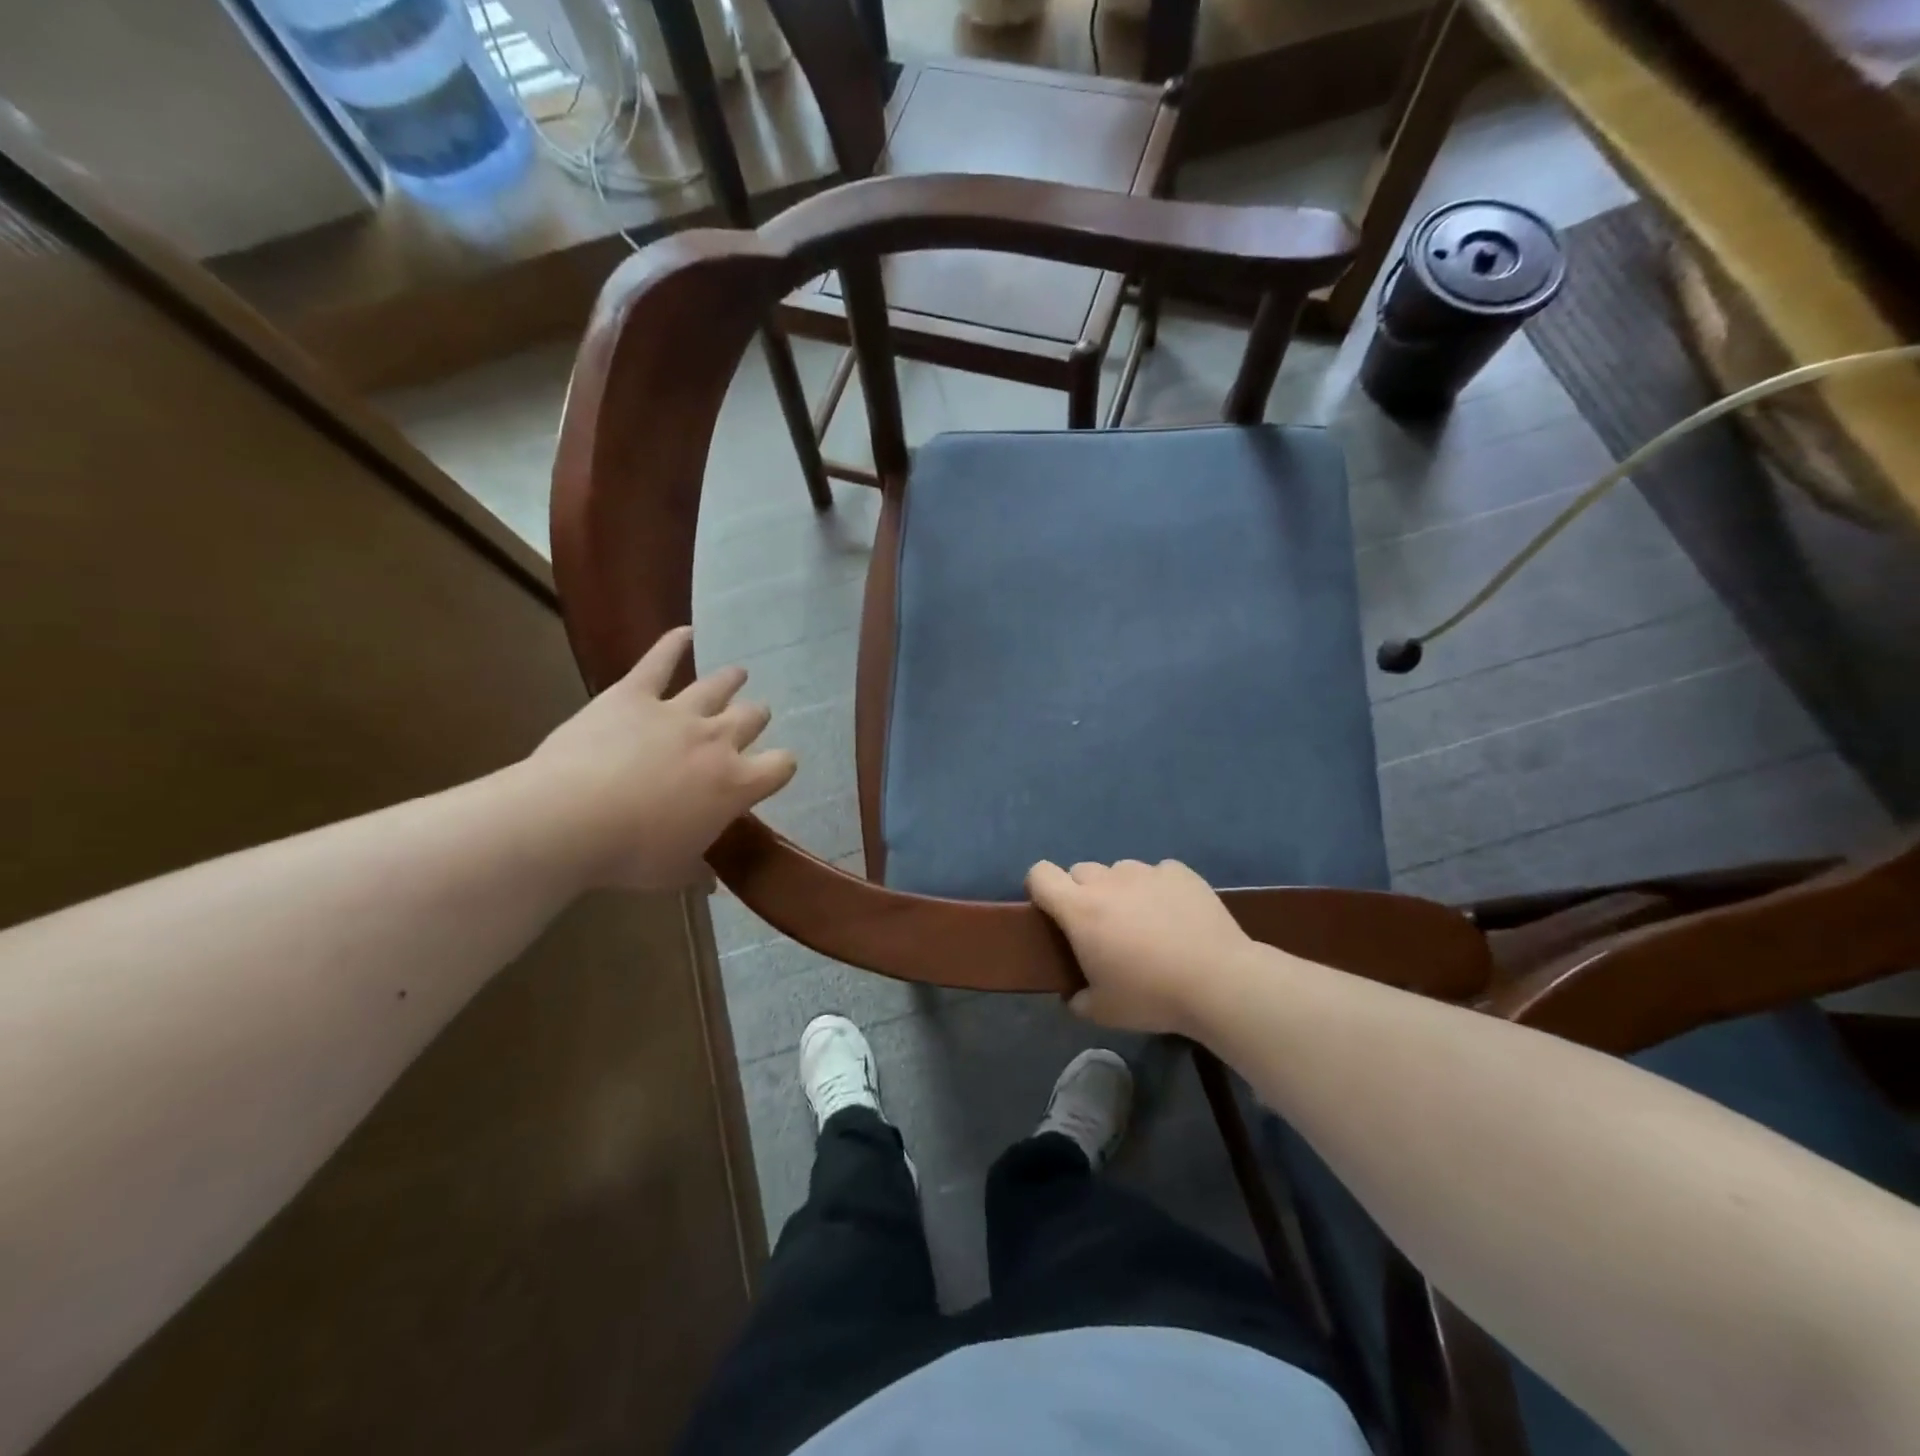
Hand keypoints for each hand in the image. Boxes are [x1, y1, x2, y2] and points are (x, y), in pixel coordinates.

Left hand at [523, 627, 796, 888]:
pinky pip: (658, 660)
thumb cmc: (629, 855)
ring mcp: (677, 712)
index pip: (781, 765)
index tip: (776, 768)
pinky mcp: (634, 694)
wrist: (568, 820)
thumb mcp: (672, 873)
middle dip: (756, 717)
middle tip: (753, 718)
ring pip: (717, 686)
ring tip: (739, 673)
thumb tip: (711, 881)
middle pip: (752, 718)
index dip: (782, 765)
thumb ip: (698, 871)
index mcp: (735, 784)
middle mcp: (717, 741)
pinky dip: (672, 643)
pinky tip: (684, 630)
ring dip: (731, 679)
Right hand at [1026, 858, 1256, 1034]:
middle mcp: (1107, 880)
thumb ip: (1077, 1000)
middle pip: (1080, 871)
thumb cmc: (1151, 996)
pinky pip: (1158, 873)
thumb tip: (1073, 995)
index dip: (1040, 888)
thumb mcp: (1103, 1012)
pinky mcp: (1179, 872)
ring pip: (1119, 871)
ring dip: (1121, 890)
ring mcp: (1146, 871)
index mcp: (1079, 909)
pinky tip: (1176, 915)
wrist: (1219, 981)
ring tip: (1144, 922)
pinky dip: (1158, 889)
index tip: (1051, 912)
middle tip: (1101, 927)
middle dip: (1083, 893)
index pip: (1040, 874)